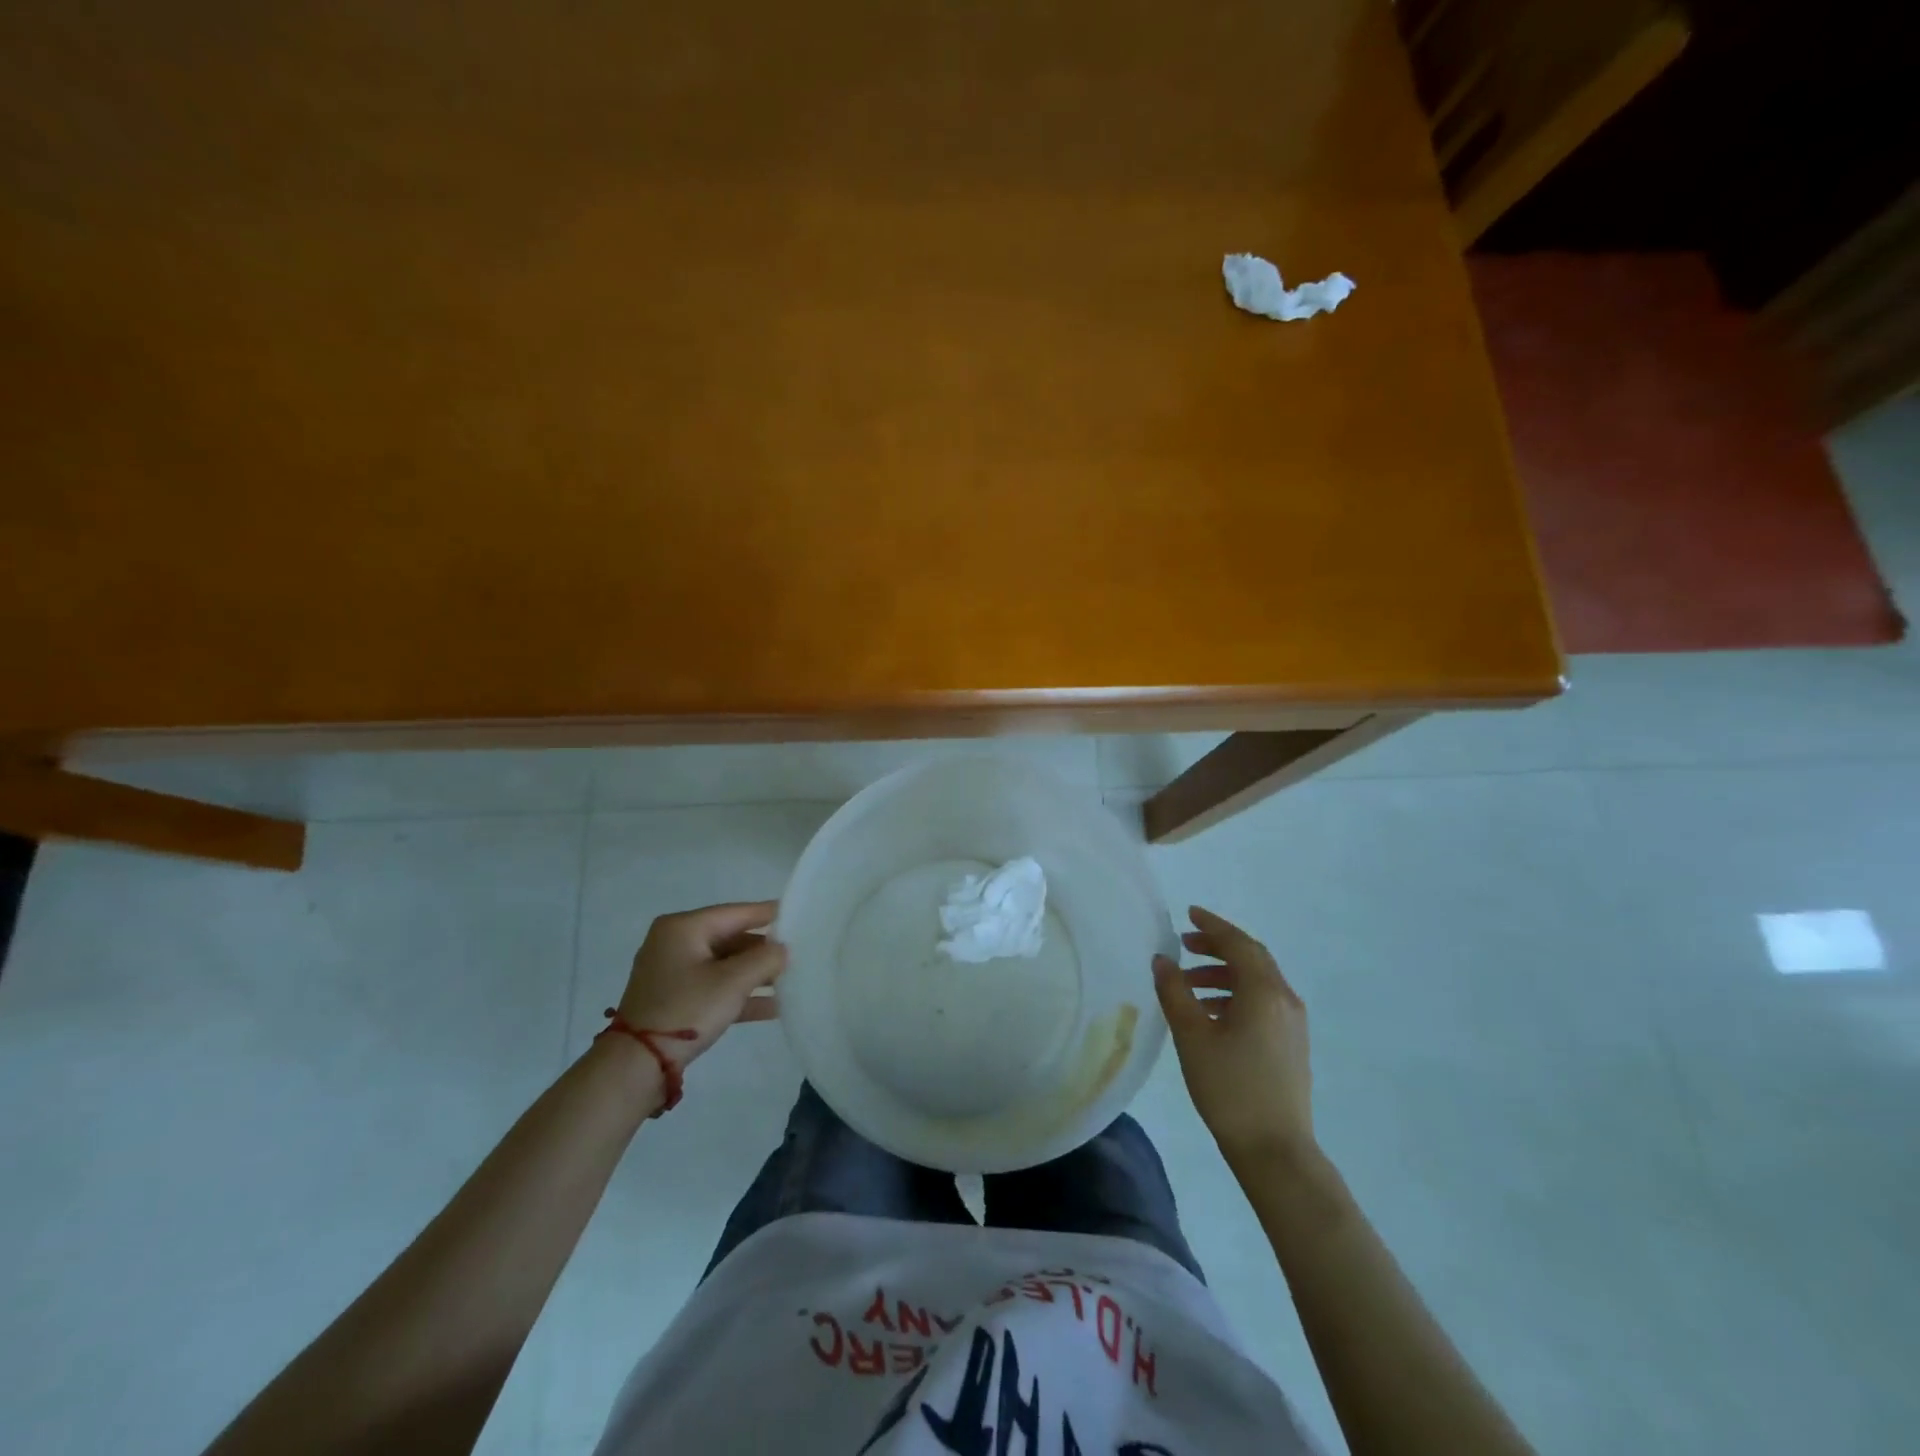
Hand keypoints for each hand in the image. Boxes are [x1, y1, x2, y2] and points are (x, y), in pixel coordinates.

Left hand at [613, 902, 786, 1068]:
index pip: (736, 912)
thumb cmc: (686, 1009)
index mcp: (683, 928)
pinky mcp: (675, 998)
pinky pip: (715, 986)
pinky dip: (739, 993)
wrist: (636, 1065)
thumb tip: (783, 949)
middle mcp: (675, 942)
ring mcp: (673, 972)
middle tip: (799, 952)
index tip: (798, 913)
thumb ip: (765, 959)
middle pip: (730, 938)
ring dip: (755, 974)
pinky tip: (772, 1007)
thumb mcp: (732, 982)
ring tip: (791, 979)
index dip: (768, 914)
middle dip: (764, 949)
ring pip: (724, 964)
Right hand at [1153, 905, 1313, 1167]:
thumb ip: (1175, 991)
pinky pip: (1262, 1002)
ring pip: (1257, 982)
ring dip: (1224, 974)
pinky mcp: (1291, 1044)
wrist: (1275, 1151)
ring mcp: (1292, 1023)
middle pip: (1252, 958)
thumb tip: (1162, 960)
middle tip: (1185, 945)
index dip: (1212, 926)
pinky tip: (1210, 1013)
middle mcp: (1284, 999)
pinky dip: (1235, 995)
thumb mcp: (1192, 1036)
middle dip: (1218, 947)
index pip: (1238, 944)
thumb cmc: (1229, 1088)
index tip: (1188, 914)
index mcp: (1264, 992)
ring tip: (1188, 984)